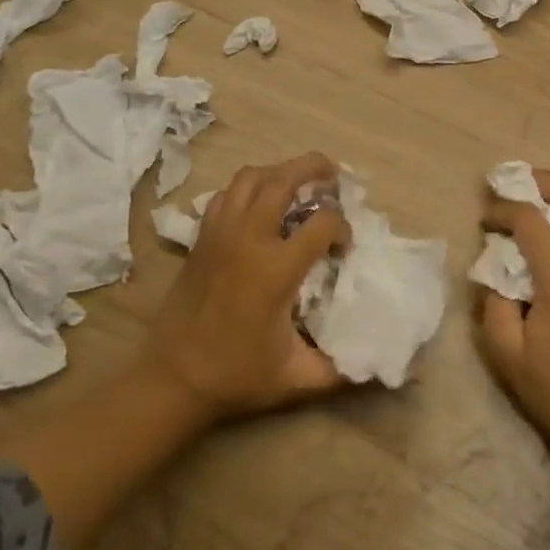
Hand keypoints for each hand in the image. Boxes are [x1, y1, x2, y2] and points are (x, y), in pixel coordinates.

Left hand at [137, 152, 349, 423]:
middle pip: (284, 179)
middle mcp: (248, 239)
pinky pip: (226, 194)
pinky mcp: (201, 238)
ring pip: (250, 177)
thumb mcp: (296, 379)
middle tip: (333, 174)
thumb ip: (340, 370)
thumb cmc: (236, 377)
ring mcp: (220, 233)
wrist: (171, 382)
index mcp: (276, 269)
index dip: (343, 228)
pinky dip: (247, 189)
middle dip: (314, 168)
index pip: (323, 222)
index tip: (343, 249)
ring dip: (278, 171)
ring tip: (297, 182)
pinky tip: (259, 205)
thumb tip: (377, 363)